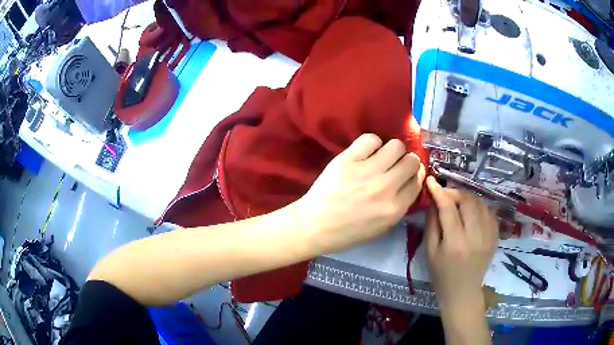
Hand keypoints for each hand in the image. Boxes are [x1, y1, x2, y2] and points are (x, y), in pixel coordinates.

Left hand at [294, 134, 425, 253]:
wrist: (315, 226)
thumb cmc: (347, 232)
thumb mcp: (381, 228)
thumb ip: (399, 206)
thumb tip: (409, 182)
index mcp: (394, 208)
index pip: (417, 181)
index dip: (415, 175)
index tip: (408, 173)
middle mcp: (385, 188)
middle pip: (411, 161)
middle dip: (407, 162)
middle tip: (395, 165)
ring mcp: (366, 172)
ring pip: (396, 146)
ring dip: (391, 151)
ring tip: (380, 157)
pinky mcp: (348, 160)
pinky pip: (371, 139)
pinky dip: (371, 144)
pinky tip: (364, 153)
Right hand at [424, 176, 497, 312]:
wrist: (463, 292)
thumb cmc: (441, 275)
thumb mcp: (430, 252)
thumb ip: (432, 224)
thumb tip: (434, 201)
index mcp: (455, 243)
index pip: (448, 208)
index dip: (439, 192)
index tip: (431, 180)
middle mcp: (475, 237)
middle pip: (468, 201)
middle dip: (455, 192)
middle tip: (446, 195)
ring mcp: (489, 236)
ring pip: (481, 203)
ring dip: (468, 198)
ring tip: (458, 203)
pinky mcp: (495, 237)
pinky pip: (489, 212)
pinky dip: (479, 207)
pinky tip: (472, 212)